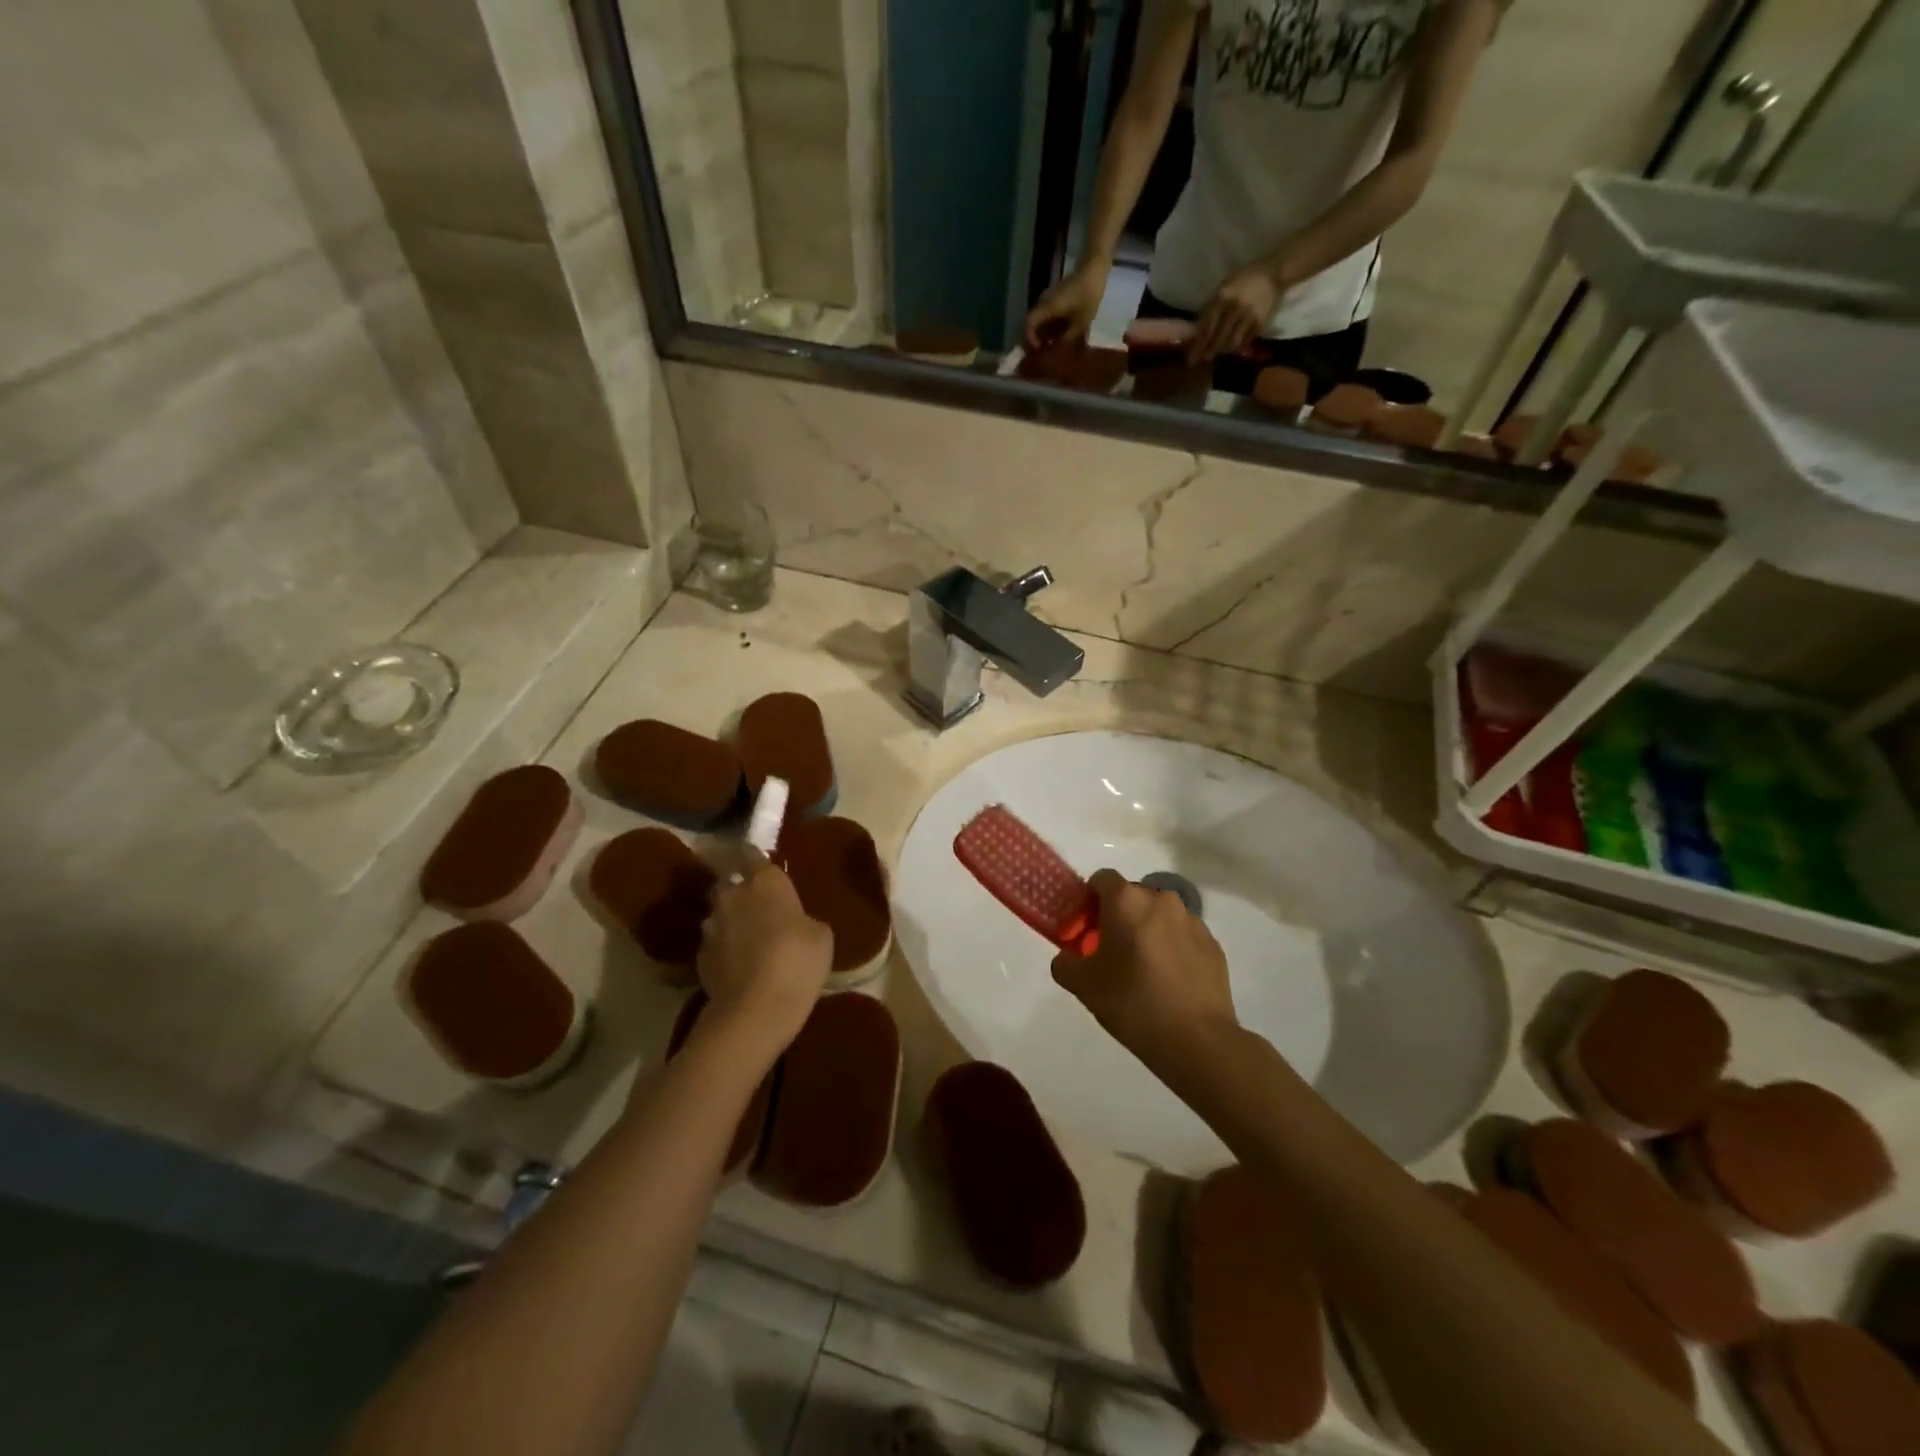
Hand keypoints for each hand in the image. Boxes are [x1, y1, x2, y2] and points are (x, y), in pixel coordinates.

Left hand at [697, 864, 832, 1056]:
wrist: (754, 1010)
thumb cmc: (797, 962)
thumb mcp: (820, 936)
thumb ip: (804, 919)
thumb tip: (795, 922)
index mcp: (765, 881)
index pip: (752, 854)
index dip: (754, 857)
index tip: (760, 862)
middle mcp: (733, 895)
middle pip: (731, 882)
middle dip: (741, 890)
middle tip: (759, 906)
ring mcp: (712, 926)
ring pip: (720, 913)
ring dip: (731, 920)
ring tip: (748, 939)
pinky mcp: (699, 956)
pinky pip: (714, 943)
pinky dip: (724, 949)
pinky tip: (739, 965)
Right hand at [1024, 260, 1110, 350]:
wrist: (1095, 268)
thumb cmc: (1088, 295)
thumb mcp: (1081, 322)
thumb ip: (1068, 337)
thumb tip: (1060, 347)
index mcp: (1047, 308)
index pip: (1029, 323)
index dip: (1029, 338)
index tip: (1038, 349)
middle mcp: (1045, 302)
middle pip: (1034, 322)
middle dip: (1038, 337)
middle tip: (1046, 350)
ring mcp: (1051, 297)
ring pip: (1043, 318)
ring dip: (1046, 330)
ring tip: (1055, 343)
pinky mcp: (1058, 295)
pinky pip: (1050, 312)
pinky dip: (1053, 323)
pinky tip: (1063, 331)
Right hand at [1051, 870, 1238, 1074]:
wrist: (1197, 1040)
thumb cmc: (1132, 1003)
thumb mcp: (1082, 985)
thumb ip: (1065, 962)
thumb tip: (1069, 957)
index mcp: (1126, 900)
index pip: (1101, 879)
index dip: (1089, 900)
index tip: (1086, 930)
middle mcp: (1161, 899)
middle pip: (1132, 896)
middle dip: (1119, 917)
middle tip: (1111, 953)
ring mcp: (1192, 920)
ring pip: (1159, 916)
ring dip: (1148, 931)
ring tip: (1144, 971)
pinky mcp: (1213, 944)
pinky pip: (1183, 936)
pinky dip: (1173, 949)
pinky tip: (1169, 983)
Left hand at [1191, 263, 1281, 361]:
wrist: (1272, 274)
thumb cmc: (1242, 280)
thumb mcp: (1222, 288)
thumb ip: (1210, 308)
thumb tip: (1196, 332)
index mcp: (1221, 298)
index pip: (1206, 328)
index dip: (1198, 345)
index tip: (1192, 357)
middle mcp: (1234, 308)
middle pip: (1217, 339)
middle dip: (1208, 352)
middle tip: (1204, 359)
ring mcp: (1248, 316)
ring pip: (1230, 344)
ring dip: (1222, 351)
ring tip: (1218, 352)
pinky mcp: (1259, 323)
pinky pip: (1244, 343)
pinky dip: (1237, 348)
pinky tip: (1233, 347)